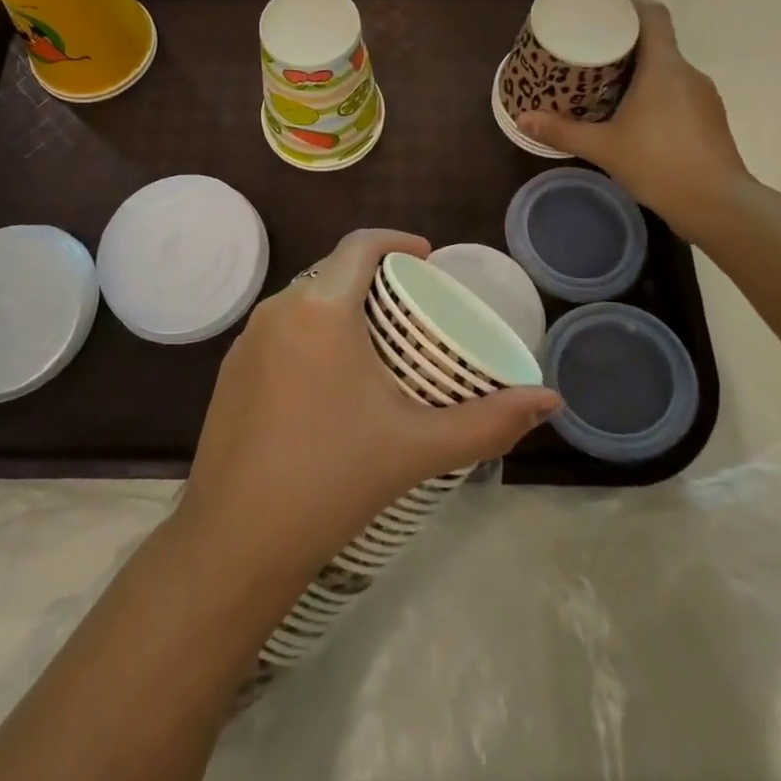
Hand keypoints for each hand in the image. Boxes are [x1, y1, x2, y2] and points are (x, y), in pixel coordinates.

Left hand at [177, 229, 560, 580]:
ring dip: (340, 306)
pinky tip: (328, 379)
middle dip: (372, 277)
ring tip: (375, 344)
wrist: (237, 540)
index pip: (359, 245)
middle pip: (332, 271)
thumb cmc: (334, 480)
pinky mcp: (229, 370)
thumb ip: (489, 421)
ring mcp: (246, 340)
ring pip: (303, 301)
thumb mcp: (419, 446)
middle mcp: (277, 309)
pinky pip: (279, 331)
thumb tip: (551, 401)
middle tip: (410, 309)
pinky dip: (310, 333)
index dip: (396, 240)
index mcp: (320, 308)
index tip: (426, 258)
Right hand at [518, 0, 752, 239]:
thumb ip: (562, 131)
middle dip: (623, 42)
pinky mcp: (709, 119)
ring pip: (667, 70)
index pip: (653, 15)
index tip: (604, 5)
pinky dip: (654, 93)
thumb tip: (522, 119)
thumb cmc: (659, 165)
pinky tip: (633, 115)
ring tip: (605, 83)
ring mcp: (703, 96)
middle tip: (589, 50)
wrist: (718, 205)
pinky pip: (677, 92)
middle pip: (656, 42)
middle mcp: (687, 73)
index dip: (630, 2)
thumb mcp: (603, 148)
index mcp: (664, 67)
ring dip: (639, 71)